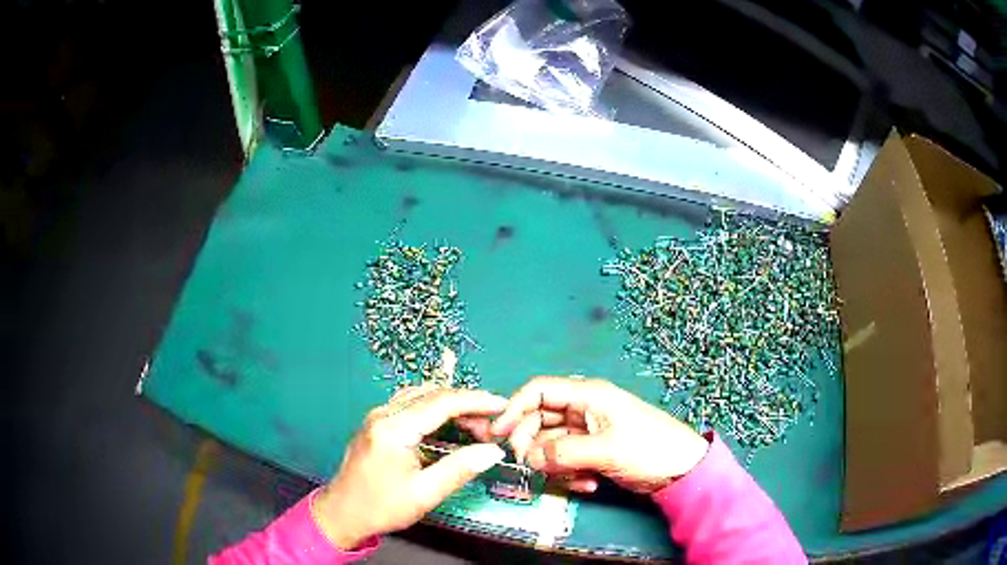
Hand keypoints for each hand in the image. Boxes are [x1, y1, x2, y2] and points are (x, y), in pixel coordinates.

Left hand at [313, 385, 506, 548]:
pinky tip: (449, 423)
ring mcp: (377, 416)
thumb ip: (459, 469)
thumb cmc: (381, 507)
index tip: (504, 406)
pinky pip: (410, 404)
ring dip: (451, 404)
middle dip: (467, 404)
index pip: (442, 402)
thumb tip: (493, 451)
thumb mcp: (424, 494)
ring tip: (476, 423)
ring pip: (421, 395)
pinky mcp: (376, 423)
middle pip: (432, 394)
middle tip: (492, 425)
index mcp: (394, 429)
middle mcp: (383, 414)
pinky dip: (435, 408)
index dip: (477, 401)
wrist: (342, 513)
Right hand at [491, 376, 708, 494]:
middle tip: (533, 467)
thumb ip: (562, 452)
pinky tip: (588, 485)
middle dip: (534, 445)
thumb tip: (528, 458)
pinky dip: (570, 474)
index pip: (539, 391)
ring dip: (556, 466)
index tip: (498, 433)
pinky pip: (565, 460)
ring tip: (578, 480)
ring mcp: (588, 432)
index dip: (514, 408)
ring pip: (551, 445)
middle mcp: (584, 410)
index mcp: (588, 395)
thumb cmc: (648, 449)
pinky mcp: (592, 452)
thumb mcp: (605, 449)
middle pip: (540, 421)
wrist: (681, 471)